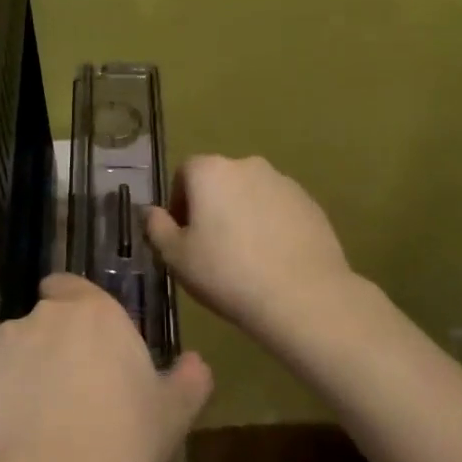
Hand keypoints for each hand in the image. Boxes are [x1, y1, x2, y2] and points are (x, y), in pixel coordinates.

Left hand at [0, 274, 212, 461]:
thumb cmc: (126, 442)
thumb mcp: (174, 413)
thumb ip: (188, 378)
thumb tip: (196, 363)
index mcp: (94, 311)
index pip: (70, 286)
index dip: (73, 308)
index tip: (85, 343)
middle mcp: (44, 316)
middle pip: (43, 320)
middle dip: (51, 346)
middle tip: (69, 391)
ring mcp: (2, 343)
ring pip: (12, 351)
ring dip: (22, 372)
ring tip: (36, 422)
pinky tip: (9, 439)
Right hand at [147, 154, 355, 346]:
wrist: (302, 296)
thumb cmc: (227, 273)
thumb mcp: (176, 257)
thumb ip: (157, 227)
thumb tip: (150, 211)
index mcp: (210, 171)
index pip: (184, 173)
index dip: (178, 202)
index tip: (182, 235)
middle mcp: (247, 165)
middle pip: (219, 180)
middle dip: (211, 206)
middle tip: (210, 247)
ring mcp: (283, 182)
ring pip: (251, 194)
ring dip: (242, 214)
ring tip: (244, 256)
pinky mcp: (310, 204)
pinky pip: (278, 209)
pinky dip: (270, 225)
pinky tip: (272, 259)